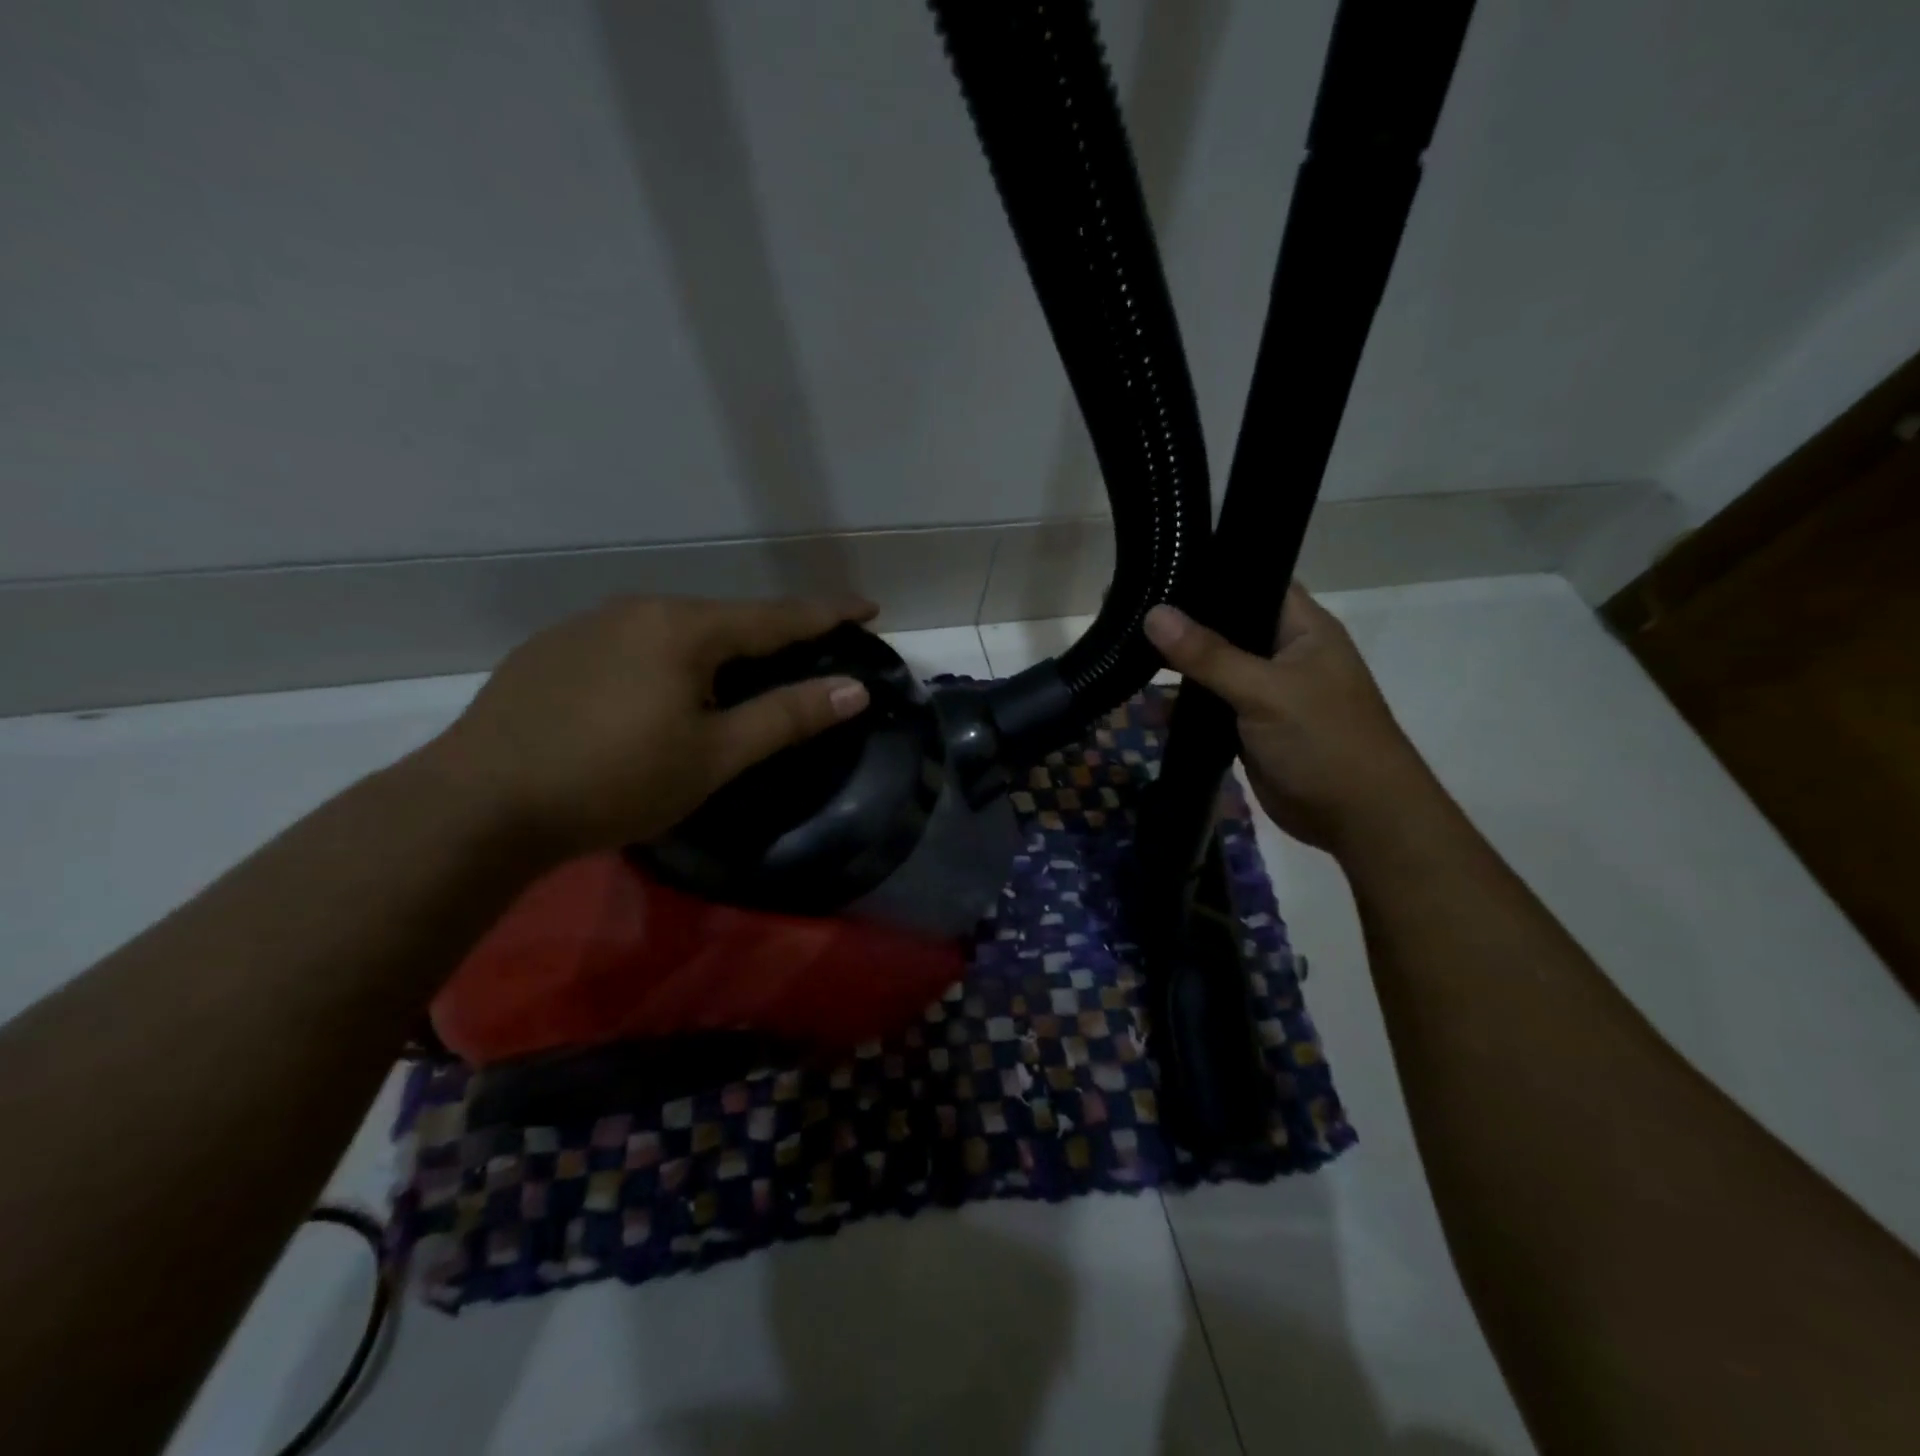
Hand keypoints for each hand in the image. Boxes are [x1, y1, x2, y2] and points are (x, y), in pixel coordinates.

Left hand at [424, 595, 876, 858]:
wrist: (479, 803)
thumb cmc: (614, 781)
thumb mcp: (713, 755)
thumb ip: (786, 717)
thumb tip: (854, 690)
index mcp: (684, 628)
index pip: (776, 616)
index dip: (827, 613)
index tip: (867, 607)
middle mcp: (637, 609)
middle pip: (724, 619)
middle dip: (769, 636)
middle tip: (802, 656)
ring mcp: (587, 625)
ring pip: (674, 631)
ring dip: (714, 651)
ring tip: (730, 683)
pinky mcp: (551, 650)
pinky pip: (631, 645)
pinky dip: (664, 662)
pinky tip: (653, 698)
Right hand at [1144, 585, 1435, 852]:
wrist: (1357, 819)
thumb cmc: (1324, 741)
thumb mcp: (1265, 691)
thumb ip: (1208, 655)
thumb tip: (1154, 614)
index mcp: (1302, 628)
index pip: (1253, 581)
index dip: (1211, 572)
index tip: (1159, 565)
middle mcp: (1283, 652)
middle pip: (1226, 625)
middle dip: (1182, 621)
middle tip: (1127, 606)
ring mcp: (1265, 691)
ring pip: (1213, 667)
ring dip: (1177, 664)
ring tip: (1123, 646)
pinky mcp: (1249, 726)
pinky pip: (1209, 705)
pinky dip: (1182, 704)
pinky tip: (1142, 696)